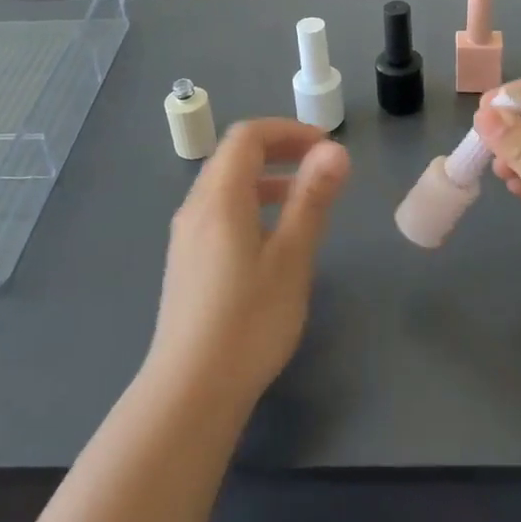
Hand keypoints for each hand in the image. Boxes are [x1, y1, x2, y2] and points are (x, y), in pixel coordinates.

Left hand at [150, 120, 350, 409]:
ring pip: (225, 186)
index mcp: (219, 198)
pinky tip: (272, 238)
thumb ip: (312, 199)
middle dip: (279, 149)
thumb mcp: (292, 257)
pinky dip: (250, 204)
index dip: (289, 131)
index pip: (248, 136)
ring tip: (303, 198)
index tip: (326, 147)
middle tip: (320, 165)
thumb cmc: (249, 320)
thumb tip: (335, 150)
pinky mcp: (186, 262)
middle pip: (233, 156)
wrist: (191, 390)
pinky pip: (218, 212)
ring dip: (265, 178)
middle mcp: (195, 207)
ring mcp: (186, 236)